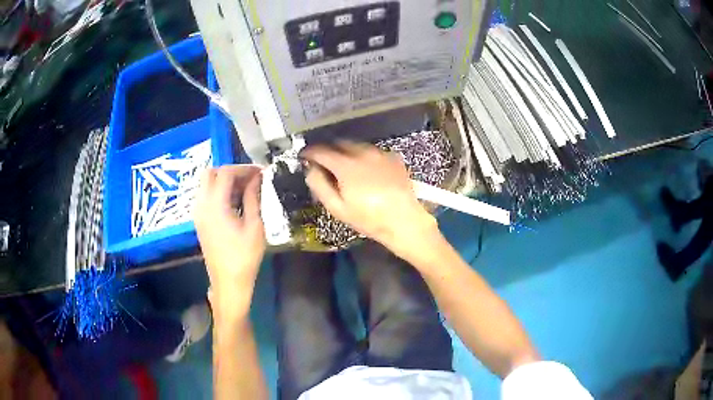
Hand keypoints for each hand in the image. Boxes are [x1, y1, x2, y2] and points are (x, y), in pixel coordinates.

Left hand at [194, 165, 264, 319]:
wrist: (228, 282)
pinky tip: (234, 202)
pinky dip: (218, 192)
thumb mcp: (254, 225)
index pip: (226, 173)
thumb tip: (257, 177)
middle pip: (210, 173)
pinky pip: (205, 196)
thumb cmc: (244, 256)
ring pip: (206, 184)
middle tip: (250, 179)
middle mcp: (202, 205)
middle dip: (230, 171)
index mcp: (215, 205)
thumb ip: (253, 197)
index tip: (260, 173)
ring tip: (245, 190)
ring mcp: (198, 213)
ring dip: (224, 181)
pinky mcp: (199, 221)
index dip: (244, 168)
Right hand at [301, 142, 438, 258]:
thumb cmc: (368, 218)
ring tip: (345, 168)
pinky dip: (364, 156)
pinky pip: (372, 151)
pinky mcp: (393, 157)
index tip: (304, 156)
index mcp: (346, 165)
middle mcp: (363, 153)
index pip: (321, 150)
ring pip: (357, 146)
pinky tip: (366, 171)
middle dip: (329, 150)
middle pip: (339, 143)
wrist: (404, 221)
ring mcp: (380, 153)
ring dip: (347, 152)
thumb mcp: (338, 208)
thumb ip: (320, 186)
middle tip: (324, 163)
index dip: (309, 152)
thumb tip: (310, 169)